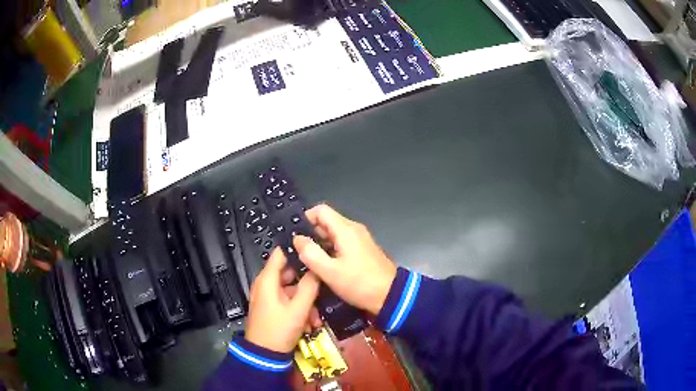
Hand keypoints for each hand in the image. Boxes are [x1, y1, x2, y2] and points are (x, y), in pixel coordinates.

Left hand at [245, 248, 320, 352]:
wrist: (265, 355)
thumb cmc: (279, 329)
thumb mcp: (298, 309)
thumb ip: (309, 287)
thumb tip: (317, 268)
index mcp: (268, 280)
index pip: (281, 253)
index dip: (298, 249)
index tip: (316, 250)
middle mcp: (266, 284)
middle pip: (290, 273)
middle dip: (308, 284)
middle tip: (323, 292)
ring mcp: (269, 297)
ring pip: (292, 291)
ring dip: (306, 302)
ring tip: (316, 319)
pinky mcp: (272, 308)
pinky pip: (288, 302)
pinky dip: (299, 310)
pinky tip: (309, 324)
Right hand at [293, 204, 396, 314]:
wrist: (391, 295)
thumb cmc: (359, 283)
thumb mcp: (330, 272)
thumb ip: (311, 253)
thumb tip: (297, 239)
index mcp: (346, 230)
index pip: (321, 210)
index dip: (305, 218)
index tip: (294, 235)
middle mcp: (353, 229)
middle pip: (326, 221)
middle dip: (310, 234)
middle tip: (297, 251)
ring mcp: (360, 239)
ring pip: (333, 233)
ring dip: (319, 243)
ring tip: (306, 259)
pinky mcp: (362, 250)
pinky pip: (341, 243)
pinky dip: (330, 249)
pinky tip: (323, 265)